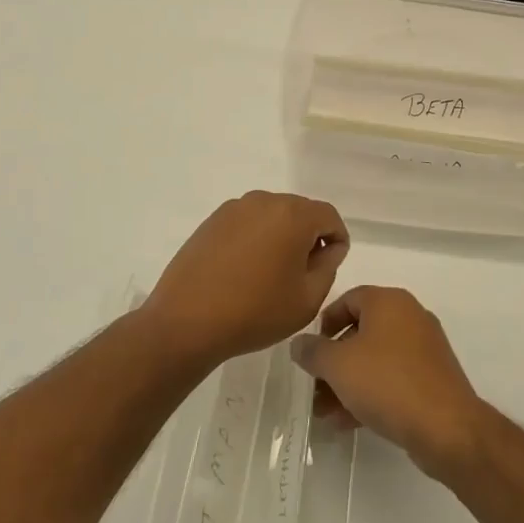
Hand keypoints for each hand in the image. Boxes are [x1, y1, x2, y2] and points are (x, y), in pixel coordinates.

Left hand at [142, 191, 348, 366]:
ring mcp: (234, 208)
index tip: (329, 265)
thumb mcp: (308, 298)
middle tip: (303, 273)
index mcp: (293, 215)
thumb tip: (328, 247)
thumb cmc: (256, 312)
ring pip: (272, 215)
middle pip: (300, 211)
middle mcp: (264, 201)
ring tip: (271, 273)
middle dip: (308, 236)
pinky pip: (247, 222)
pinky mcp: (212, 221)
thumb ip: (328, 266)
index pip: (329, 216)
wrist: (186, 321)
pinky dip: (255, 238)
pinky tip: (245, 270)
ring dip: (280, 236)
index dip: (337, 239)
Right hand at [289, 286, 484, 478]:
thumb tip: (299, 343)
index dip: (324, 323)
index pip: (348, 299)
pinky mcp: (432, 378)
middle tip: (314, 387)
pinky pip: (392, 378)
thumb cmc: (387, 382)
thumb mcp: (338, 365)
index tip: (311, 351)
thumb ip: (313, 351)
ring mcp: (424, 348)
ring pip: (375, 359)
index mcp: (389, 301)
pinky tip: (348, 422)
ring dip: (347, 382)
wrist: (446, 427)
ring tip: (325, 413)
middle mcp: (409, 316)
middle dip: (333, 362)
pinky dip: (370, 393)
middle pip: (360, 332)